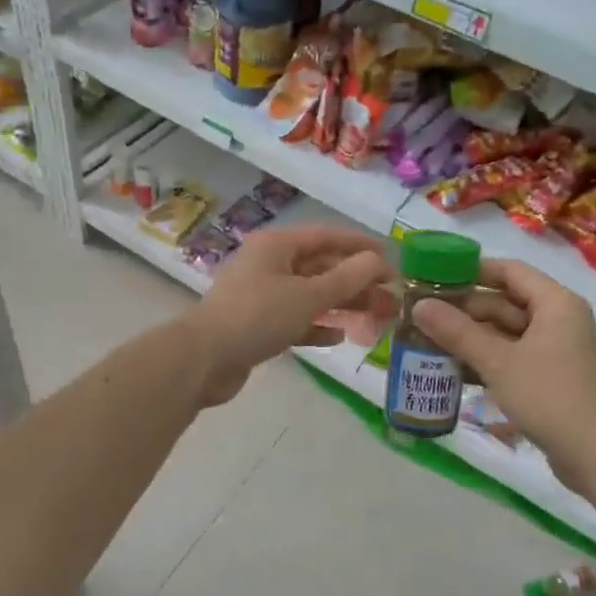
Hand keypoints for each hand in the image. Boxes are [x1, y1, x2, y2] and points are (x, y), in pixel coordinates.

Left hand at [184, 226, 391, 406]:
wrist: (203, 359)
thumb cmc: (258, 316)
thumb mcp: (308, 295)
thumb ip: (347, 278)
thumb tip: (378, 261)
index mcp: (277, 245)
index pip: (327, 236)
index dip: (360, 246)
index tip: (392, 259)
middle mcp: (269, 263)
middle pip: (321, 266)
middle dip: (356, 280)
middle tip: (390, 297)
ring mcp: (262, 294)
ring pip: (310, 294)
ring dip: (342, 304)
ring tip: (375, 318)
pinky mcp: (257, 324)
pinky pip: (295, 319)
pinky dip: (317, 325)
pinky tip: (339, 336)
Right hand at [410, 259, 595, 487]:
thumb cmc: (550, 397)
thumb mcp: (498, 362)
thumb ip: (457, 332)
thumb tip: (419, 305)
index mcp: (555, 303)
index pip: (509, 270)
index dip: (472, 270)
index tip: (435, 276)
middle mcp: (558, 319)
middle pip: (505, 302)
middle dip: (465, 309)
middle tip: (423, 314)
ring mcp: (556, 350)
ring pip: (507, 332)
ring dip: (472, 337)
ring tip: (429, 341)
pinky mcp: (551, 377)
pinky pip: (513, 356)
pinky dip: (487, 359)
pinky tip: (454, 369)